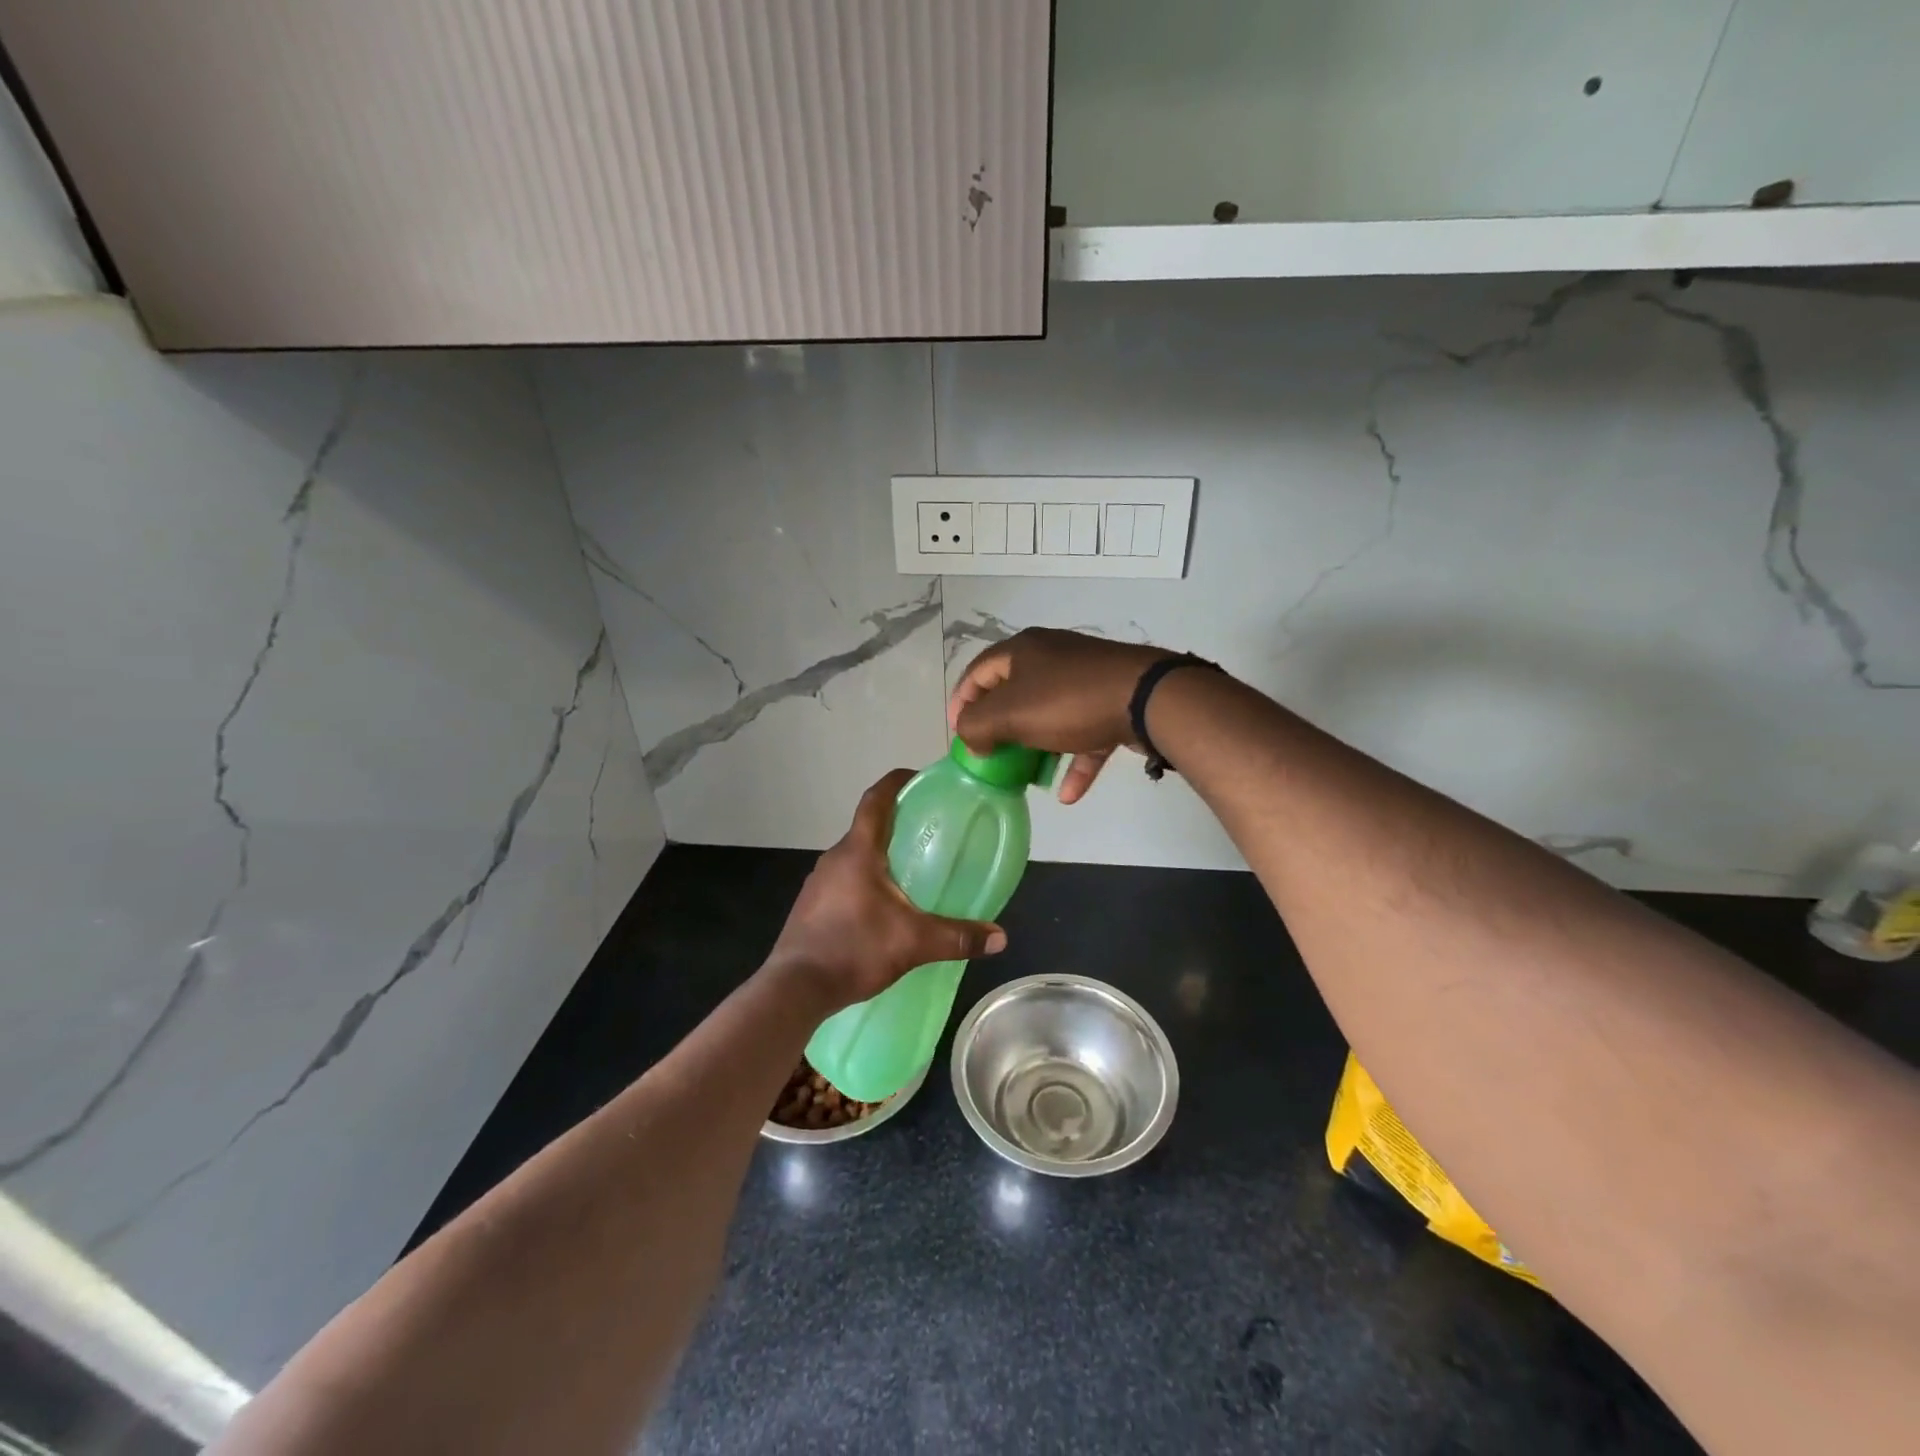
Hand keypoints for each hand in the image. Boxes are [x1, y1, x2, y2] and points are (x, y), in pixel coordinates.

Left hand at [769, 769, 1007, 1011]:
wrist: (795, 989)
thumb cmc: (854, 950)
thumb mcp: (913, 943)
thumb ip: (957, 937)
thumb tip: (1000, 938)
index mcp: (858, 851)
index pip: (876, 800)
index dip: (897, 782)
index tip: (919, 779)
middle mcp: (834, 858)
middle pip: (868, 827)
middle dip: (897, 824)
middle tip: (930, 832)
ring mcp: (818, 882)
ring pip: (855, 856)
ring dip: (881, 855)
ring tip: (912, 870)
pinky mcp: (811, 905)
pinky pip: (844, 880)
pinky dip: (866, 881)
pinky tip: (883, 908)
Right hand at [948, 628, 1171, 802]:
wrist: (1147, 698)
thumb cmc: (1068, 701)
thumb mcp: (1010, 713)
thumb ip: (977, 726)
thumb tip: (971, 738)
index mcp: (1023, 650)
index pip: (978, 671)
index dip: (962, 702)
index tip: (958, 735)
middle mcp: (1053, 658)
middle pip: (1014, 694)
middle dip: (1001, 729)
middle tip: (992, 757)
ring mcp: (1085, 680)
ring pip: (1050, 716)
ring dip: (1037, 749)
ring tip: (1027, 778)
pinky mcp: (1111, 703)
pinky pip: (1084, 735)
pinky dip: (1074, 761)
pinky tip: (1068, 794)